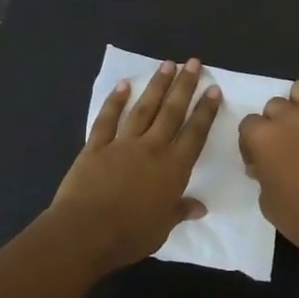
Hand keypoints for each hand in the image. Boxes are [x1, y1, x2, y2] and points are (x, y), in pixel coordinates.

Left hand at [52, 59, 220, 270]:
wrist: (85, 232)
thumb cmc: (130, 235)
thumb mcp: (162, 227)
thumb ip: (179, 211)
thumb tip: (199, 208)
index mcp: (173, 168)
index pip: (195, 133)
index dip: (206, 111)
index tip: (213, 89)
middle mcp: (152, 148)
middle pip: (172, 112)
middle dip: (184, 86)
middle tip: (193, 62)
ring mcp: (122, 144)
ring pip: (144, 109)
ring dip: (156, 86)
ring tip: (166, 65)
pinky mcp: (95, 147)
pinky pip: (107, 119)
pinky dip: (115, 101)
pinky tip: (124, 85)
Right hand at [238, 78, 298, 267]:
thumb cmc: (298, 215)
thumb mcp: (265, 199)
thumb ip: (262, 173)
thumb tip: (265, 165)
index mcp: (263, 135)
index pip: (248, 124)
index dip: (251, 143)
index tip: (258, 161)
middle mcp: (289, 117)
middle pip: (274, 105)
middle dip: (275, 122)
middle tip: (283, 146)